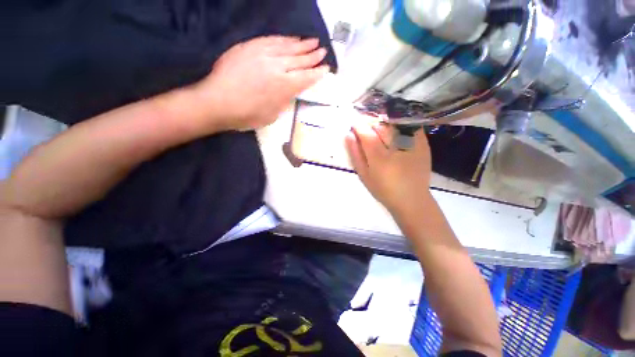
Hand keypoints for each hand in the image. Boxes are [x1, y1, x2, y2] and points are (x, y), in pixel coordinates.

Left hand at [195, 36, 329, 131]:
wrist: (218, 102)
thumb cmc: (247, 115)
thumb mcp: (273, 115)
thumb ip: (284, 100)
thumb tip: (290, 91)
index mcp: (284, 86)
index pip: (306, 77)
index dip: (317, 73)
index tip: (326, 69)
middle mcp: (277, 67)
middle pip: (299, 59)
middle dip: (313, 56)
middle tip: (322, 51)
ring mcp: (263, 54)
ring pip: (287, 47)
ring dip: (301, 44)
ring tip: (311, 41)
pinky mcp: (250, 47)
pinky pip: (271, 40)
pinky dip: (283, 40)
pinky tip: (289, 39)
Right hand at [345, 123, 432, 216]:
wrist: (412, 199)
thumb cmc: (383, 189)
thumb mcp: (364, 175)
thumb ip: (356, 154)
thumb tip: (348, 135)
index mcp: (379, 157)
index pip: (367, 133)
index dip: (359, 125)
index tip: (354, 123)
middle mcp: (396, 147)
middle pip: (381, 125)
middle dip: (370, 121)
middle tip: (365, 126)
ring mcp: (412, 143)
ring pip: (394, 122)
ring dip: (383, 121)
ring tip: (378, 127)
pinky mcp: (423, 143)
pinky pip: (409, 125)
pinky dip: (399, 123)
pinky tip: (394, 129)